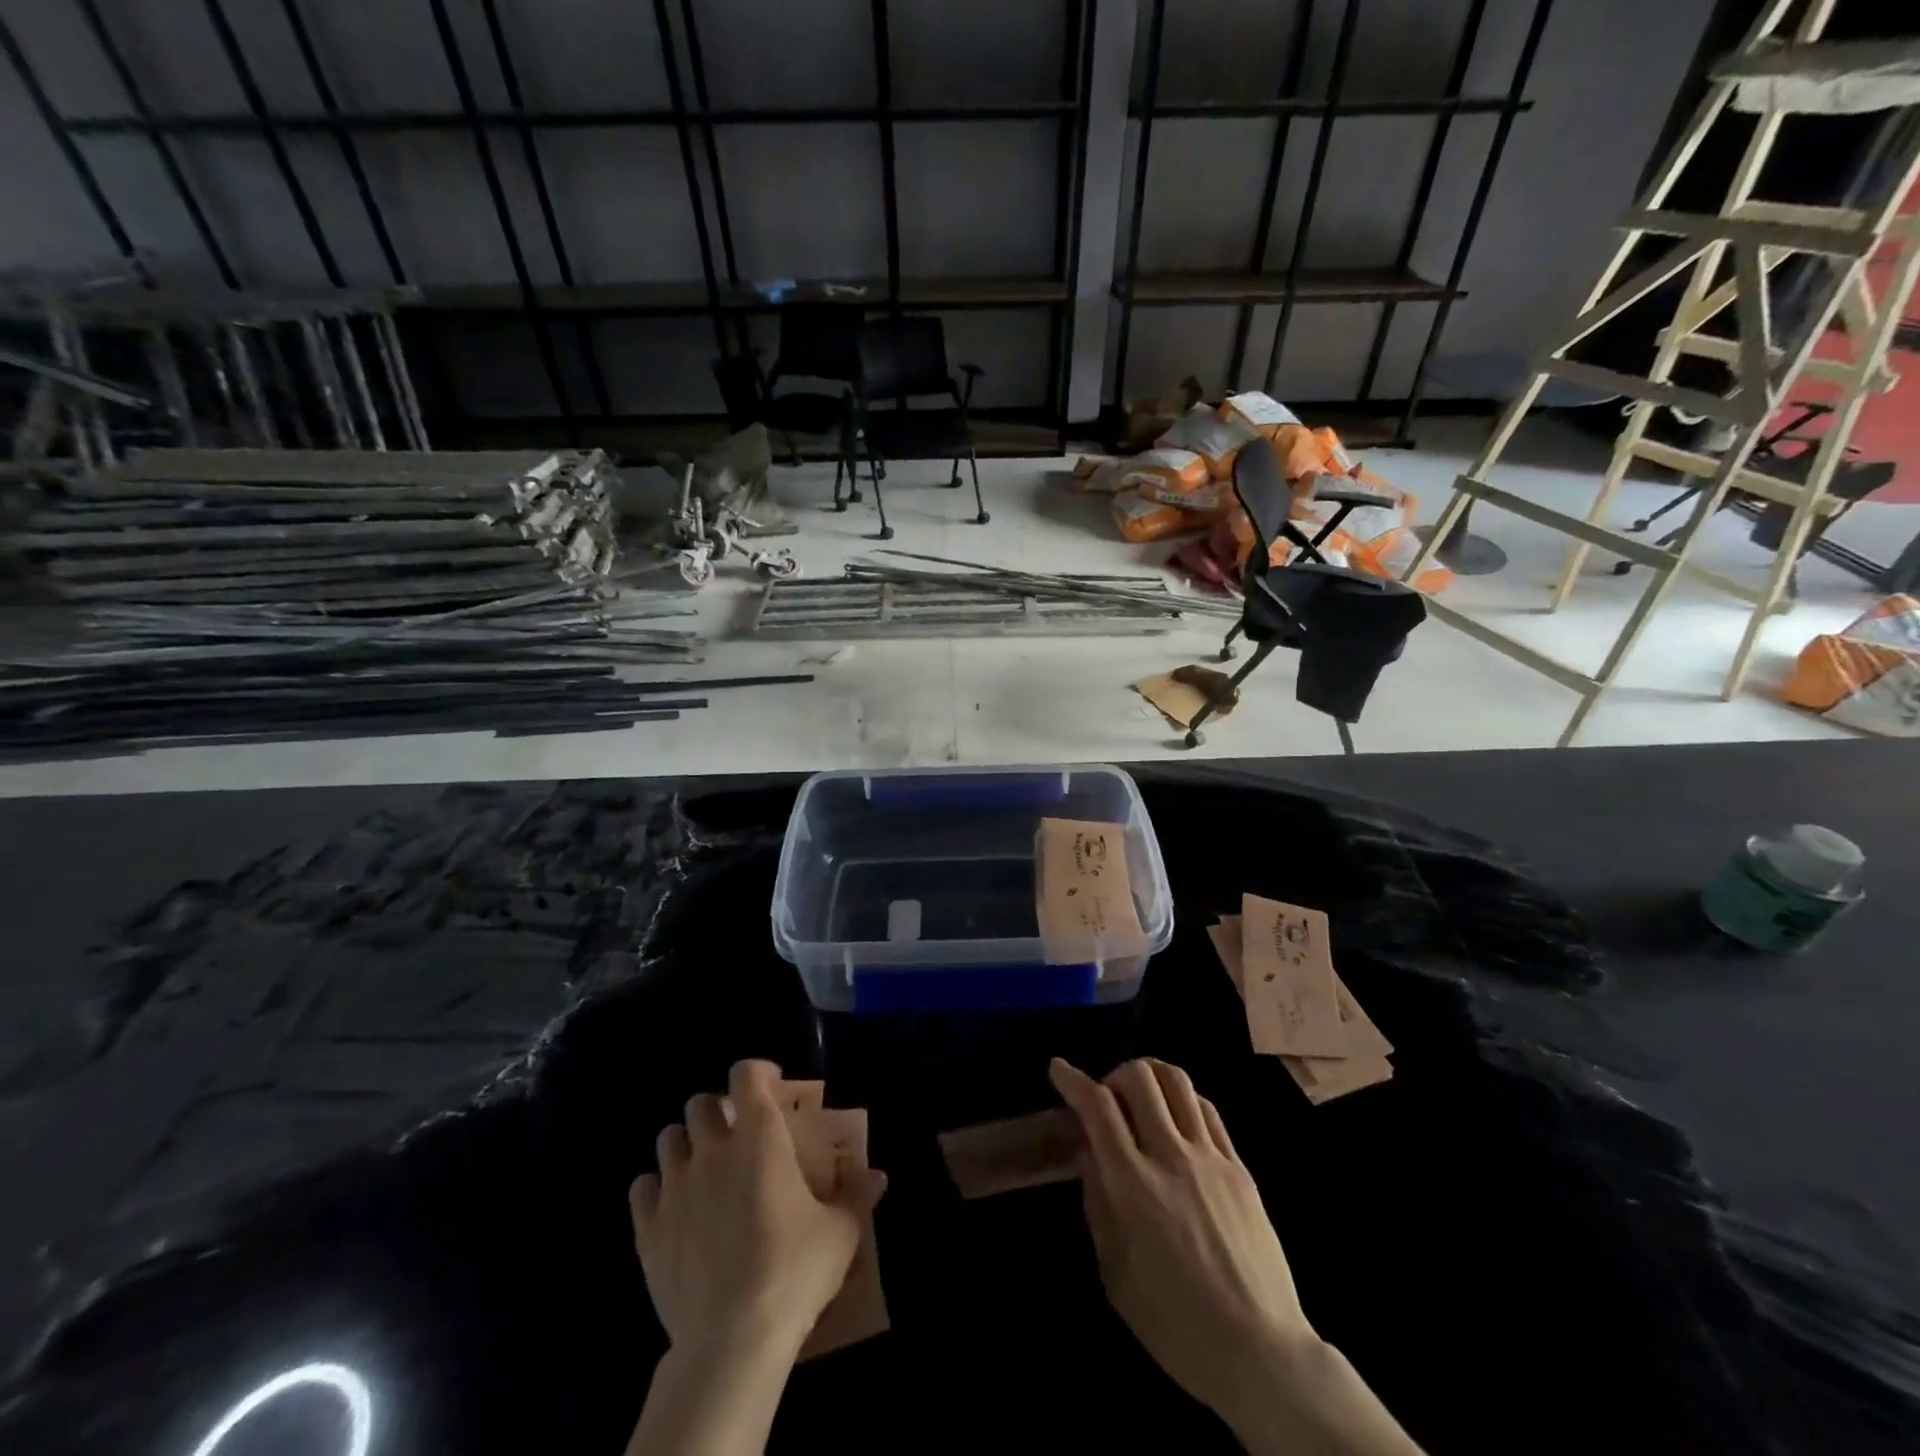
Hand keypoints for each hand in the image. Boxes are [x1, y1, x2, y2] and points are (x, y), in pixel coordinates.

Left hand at [631, 1060, 886, 1356]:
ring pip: (668, 1138)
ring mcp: (675, 1188)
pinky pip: (642, 1187)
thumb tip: (878, 1177)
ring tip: (704, 1167)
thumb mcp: (841, 1232)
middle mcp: (712, 1149)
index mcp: (759, 1136)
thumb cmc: (794, 1270)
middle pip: (700, 1103)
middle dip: (718, 1109)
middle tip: (737, 1134)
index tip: (771, 1086)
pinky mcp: (647, 1229)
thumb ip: (857, 1196)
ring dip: (686, 1143)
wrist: (732, 1339)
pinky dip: (656, 1187)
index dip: (757, 1073)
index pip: (746, 1075)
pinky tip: (674, 1206)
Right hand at [1051, 1058, 1422, 1455]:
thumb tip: (1090, 1154)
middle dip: (1114, 1075)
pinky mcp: (1239, 1166)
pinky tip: (1177, 1120)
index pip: (1098, 1106)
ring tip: (1142, 1100)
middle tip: (1107, 1099)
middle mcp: (1171, 1156)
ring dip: (1151, 1077)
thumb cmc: (1175, 1323)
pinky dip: (1183, 1099)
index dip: (1073, 1079)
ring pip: (1177, 1080)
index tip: (1059, 1069)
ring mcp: (1210, 1157)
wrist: (1261, 1351)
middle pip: (1140, 1076)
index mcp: (1133, 1185)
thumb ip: (1098, 1203)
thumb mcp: (1115, 1273)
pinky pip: (1208, 1109)